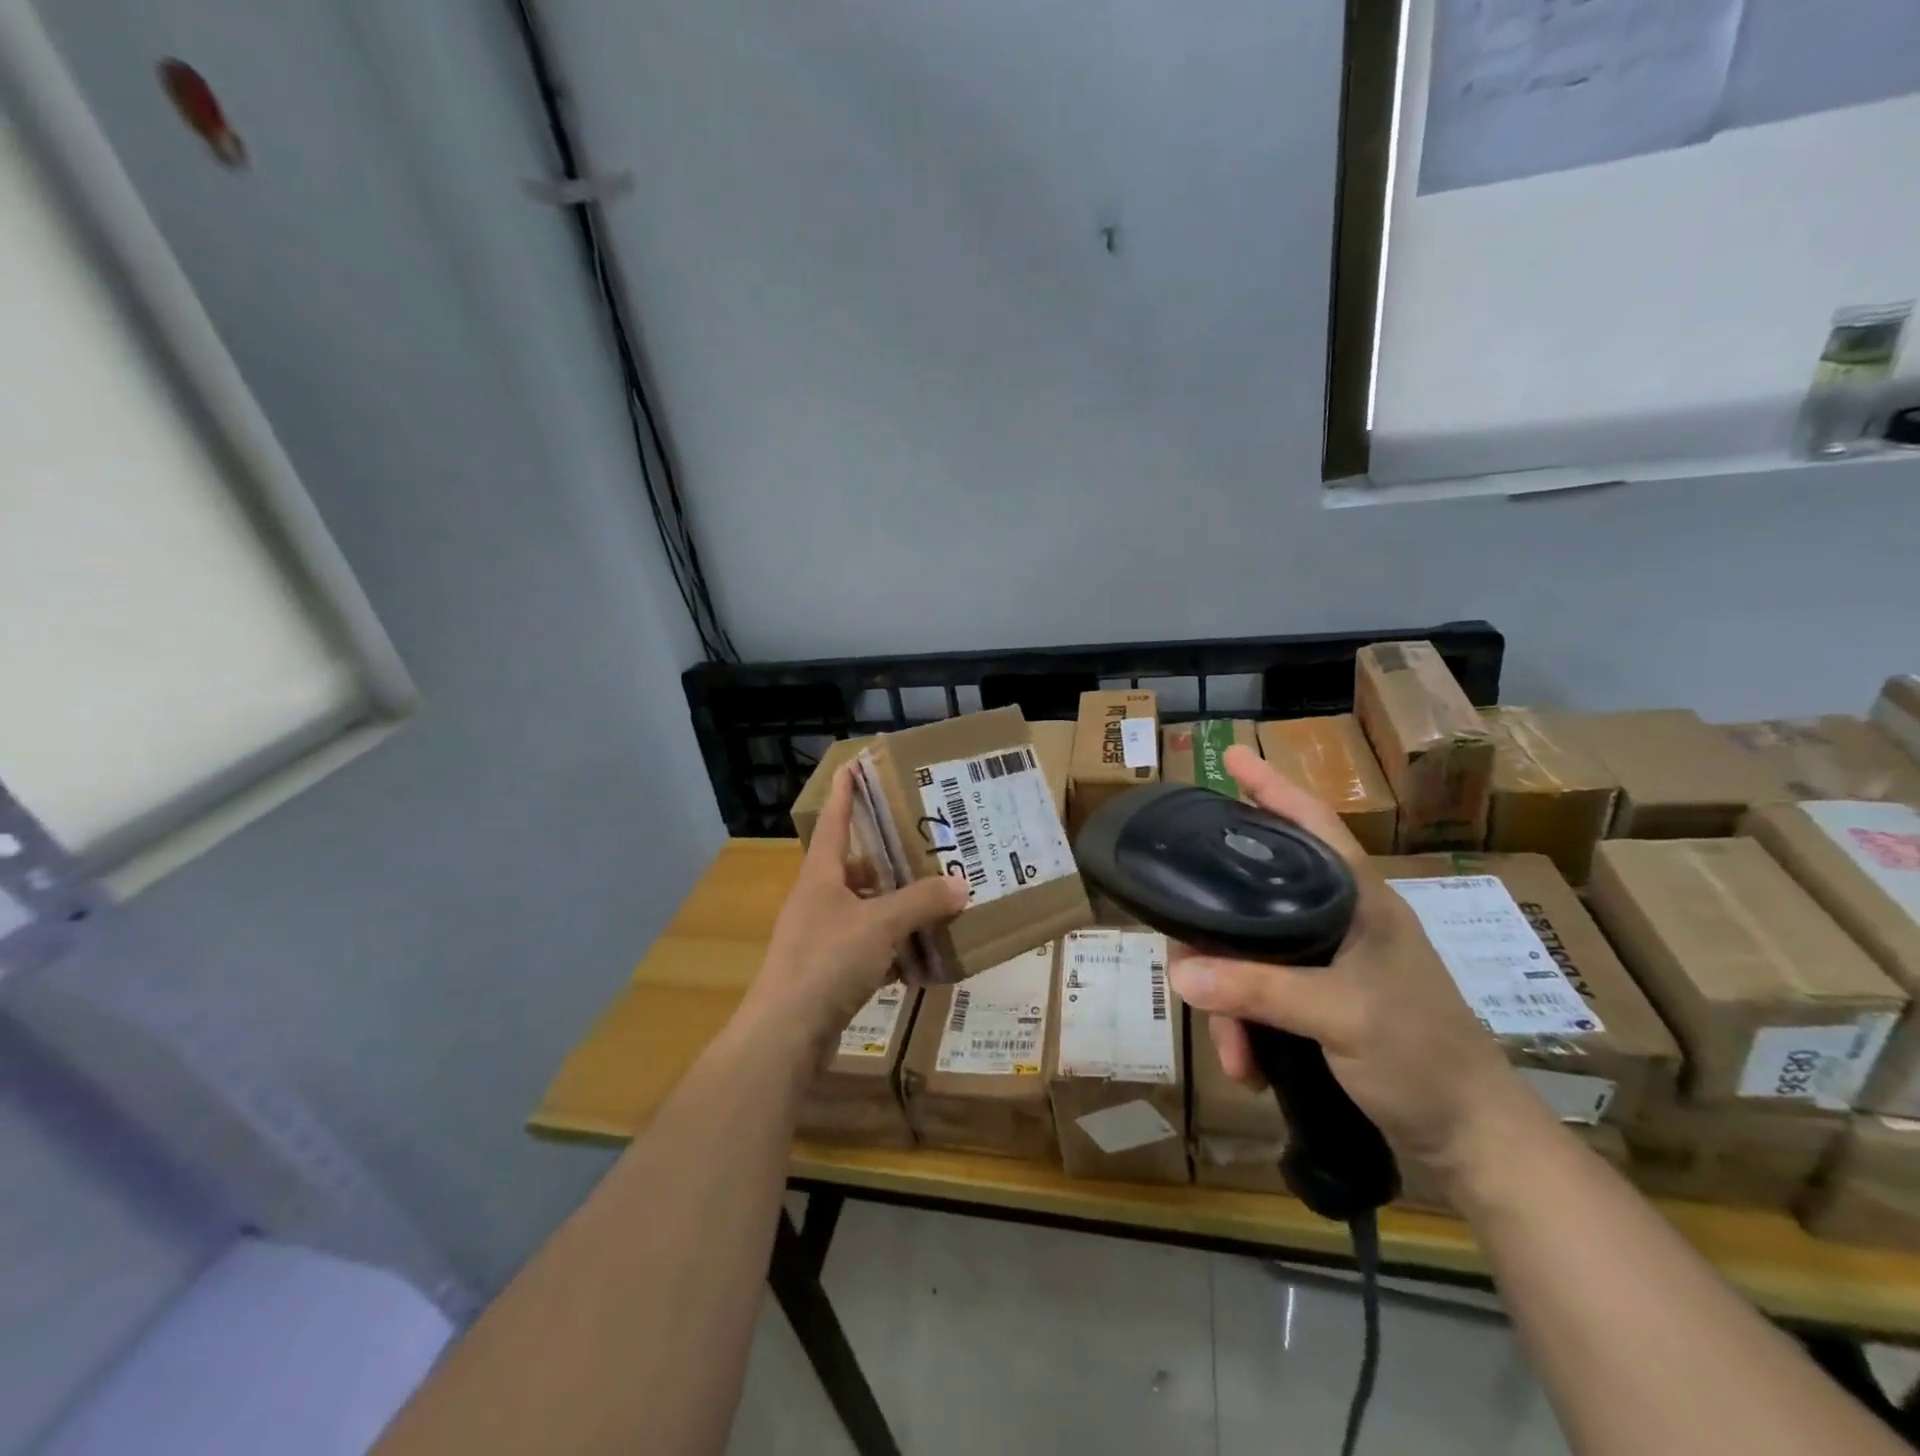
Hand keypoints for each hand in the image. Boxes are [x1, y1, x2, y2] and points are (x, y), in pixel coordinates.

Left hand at [751, 763, 967, 1048]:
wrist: (786, 1034)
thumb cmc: (827, 961)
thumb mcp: (880, 924)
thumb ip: (921, 902)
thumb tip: (961, 884)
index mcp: (820, 875)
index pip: (833, 821)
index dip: (843, 793)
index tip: (853, 766)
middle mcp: (818, 899)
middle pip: (854, 867)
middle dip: (886, 857)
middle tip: (923, 844)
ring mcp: (821, 937)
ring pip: (864, 909)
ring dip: (894, 905)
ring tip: (934, 896)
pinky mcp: (829, 971)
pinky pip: (867, 948)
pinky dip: (892, 948)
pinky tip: (922, 955)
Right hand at [1168, 745, 1522, 1177]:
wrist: (1473, 1140)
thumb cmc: (1422, 1056)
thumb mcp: (1340, 1016)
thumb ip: (1258, 990)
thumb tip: (1180, 974)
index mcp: (1358, 899)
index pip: (1311, 823)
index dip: (1271, 786)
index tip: (1231, 755)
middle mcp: (1340, 919)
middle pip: (1254, 897)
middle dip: (1215, 941)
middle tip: (1187, 970)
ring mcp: (1330, 960)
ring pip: (1250, 953)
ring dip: (1230, 1003)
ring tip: (1232, 1053)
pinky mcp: (1322, 998)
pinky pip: (1260, 992)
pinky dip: (1246, 1025)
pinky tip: (1247, 1063)